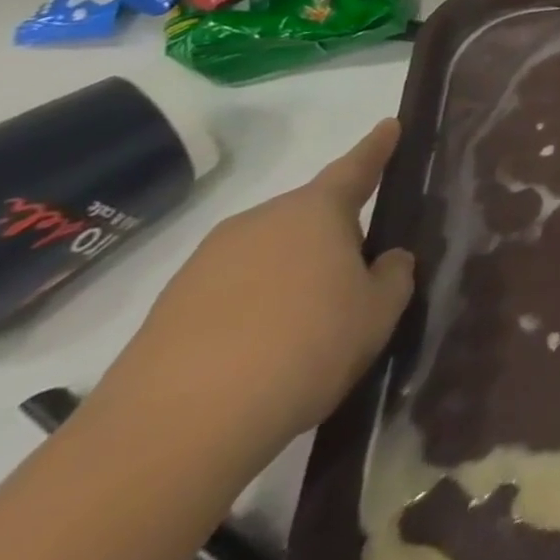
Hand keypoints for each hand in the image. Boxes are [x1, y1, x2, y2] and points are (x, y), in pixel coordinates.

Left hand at [97, 121, 414, 458]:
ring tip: (312, 323)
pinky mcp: (166, 314)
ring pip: (268, 256)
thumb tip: (386, 260)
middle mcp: (259, 222)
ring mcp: (204, 266)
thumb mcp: (378, 312)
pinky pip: (231, 295)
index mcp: (315, 210)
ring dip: (292, 275)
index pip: (356, 166)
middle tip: (359, 270)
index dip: (377, 147)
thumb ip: (393, 275)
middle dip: (334, 234)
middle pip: (308, 216)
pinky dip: (254, 311)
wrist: (170, 435)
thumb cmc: (303, 349)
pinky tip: (266, 354)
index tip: (390, 124)